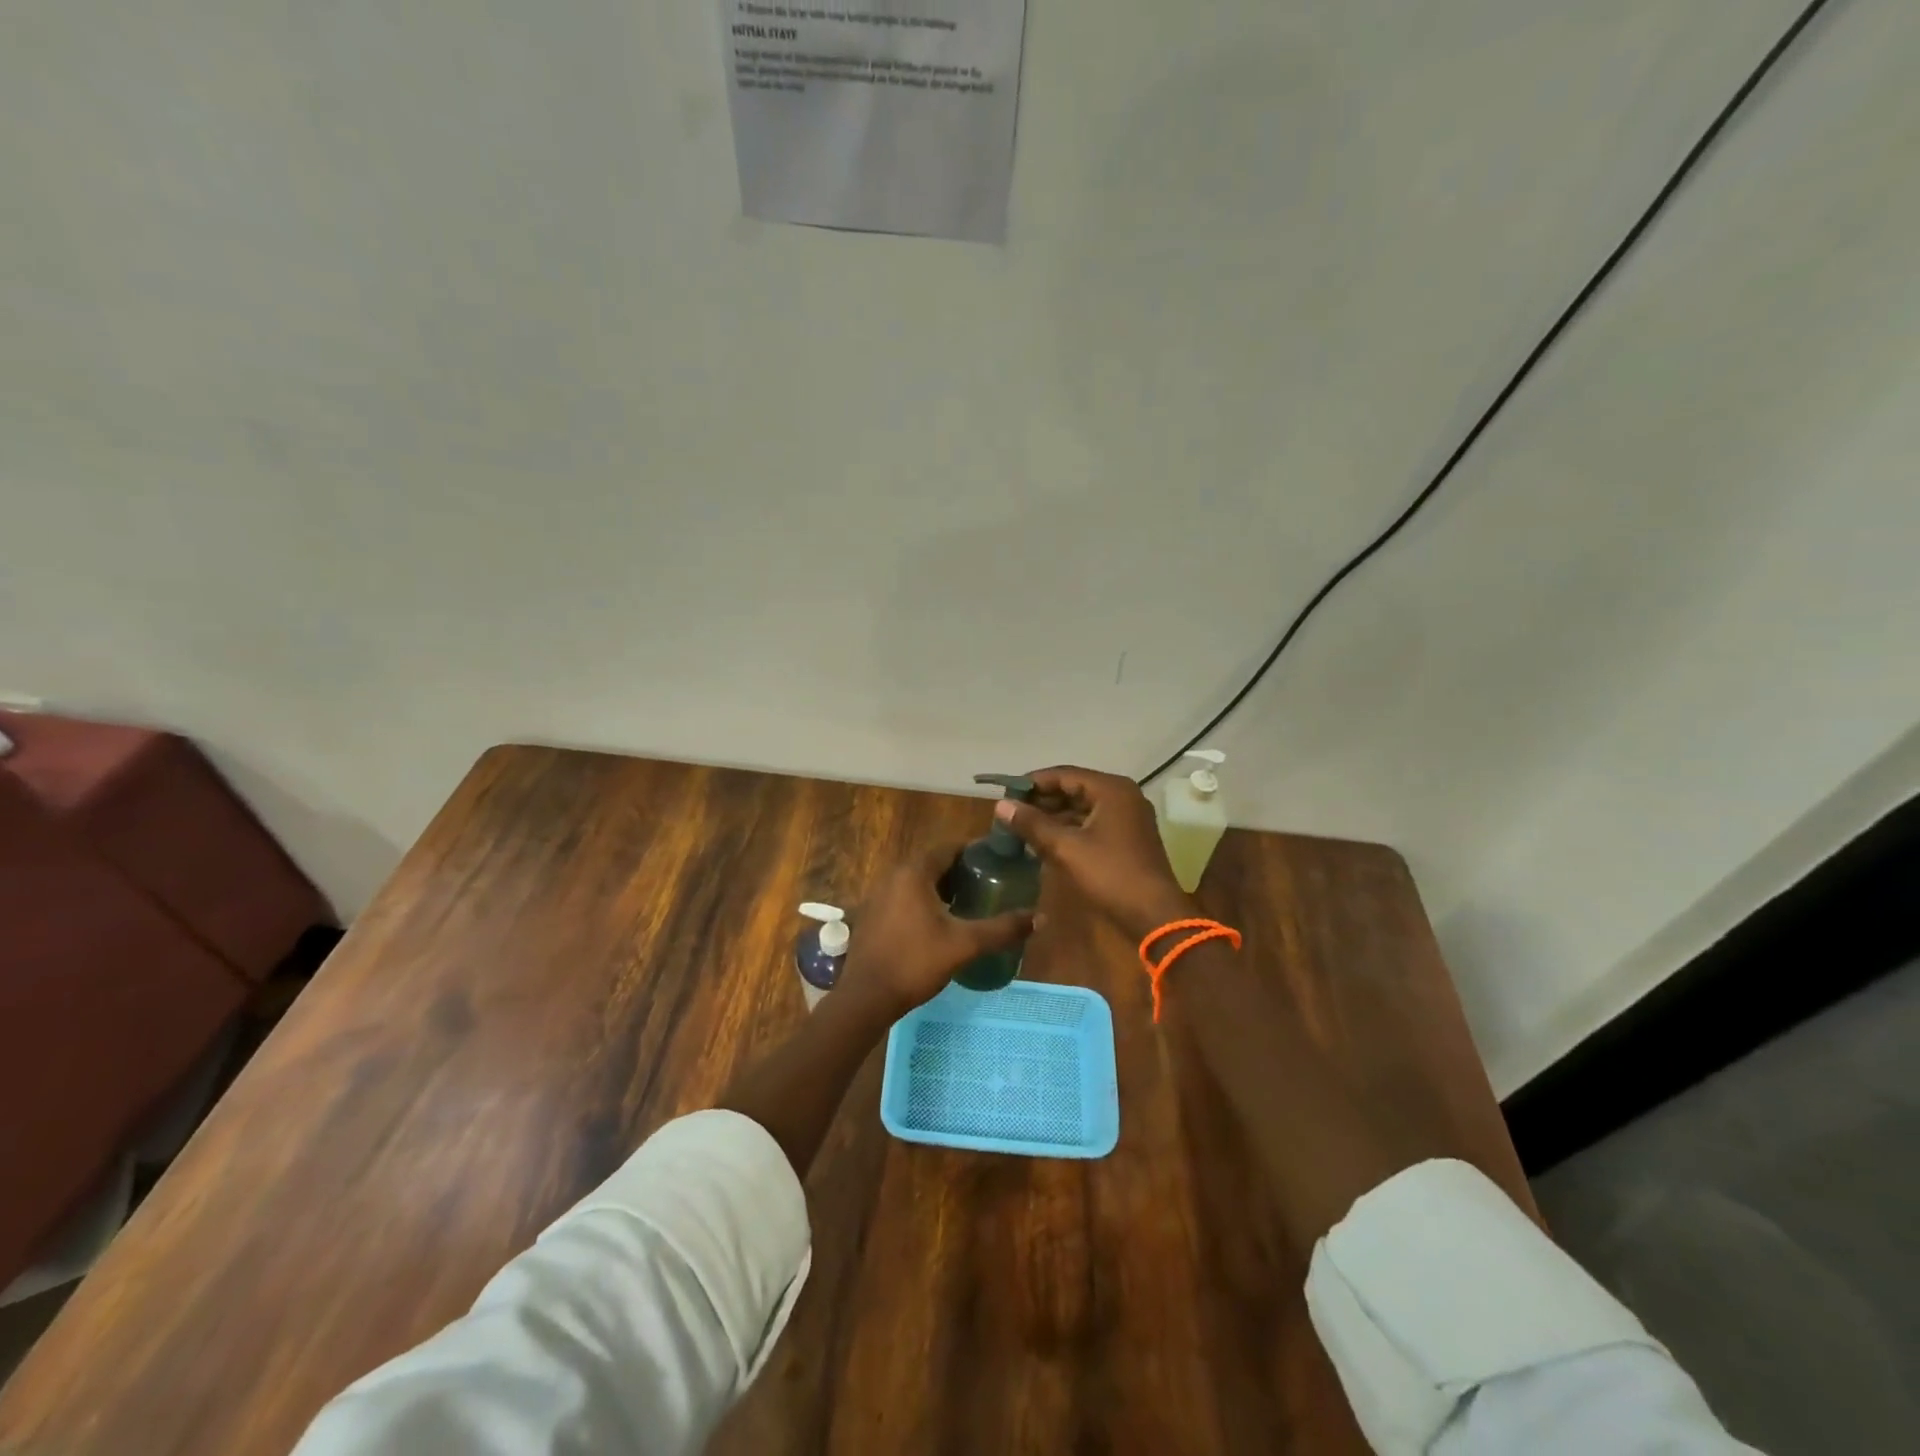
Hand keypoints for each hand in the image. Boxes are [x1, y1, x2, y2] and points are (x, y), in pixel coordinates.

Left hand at [836, 842, 1036, 1016]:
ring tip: (970, 902)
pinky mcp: (872, 915)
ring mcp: (878, 895)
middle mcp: (893, 875)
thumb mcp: (964, 945)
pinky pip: (904, 897)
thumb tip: (1040, 918)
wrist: (866, 998)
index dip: (974, 851)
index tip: (998, 861)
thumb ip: (1002, 929)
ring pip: (918, 882)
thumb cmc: (915, 962)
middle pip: (933, 863)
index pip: (949, 848)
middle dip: (961, 871)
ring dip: (942, 887)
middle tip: (989, 883)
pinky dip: (924, 901)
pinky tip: (941, 923)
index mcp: (913, 872)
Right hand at [994, 766, 1194, 940]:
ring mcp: (1128, 816)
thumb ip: (1032, 824)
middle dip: (1042, 800)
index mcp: (1111, 789)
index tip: (1006, 794)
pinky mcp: (1127, 836)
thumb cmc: (1110, 874)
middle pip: (1074, 788)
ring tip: (1023, 826)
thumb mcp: (1066, 848)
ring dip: (1054, 815)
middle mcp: (1122, 795)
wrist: (1154, 915)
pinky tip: (1045, 840)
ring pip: (1082, 806)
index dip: (1033, 782)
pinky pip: (1092, 822)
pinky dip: (1069, 828)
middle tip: (1011, 812)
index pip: (1064, 774)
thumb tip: (1001, 805)